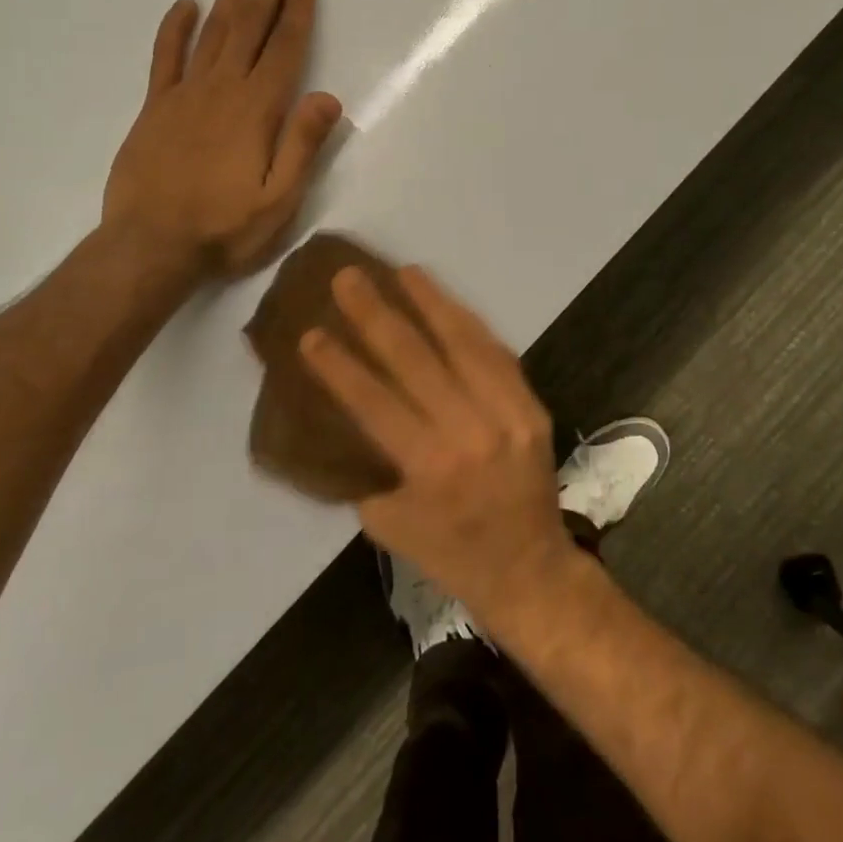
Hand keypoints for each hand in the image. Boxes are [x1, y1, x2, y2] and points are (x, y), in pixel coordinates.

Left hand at [104, 0, 342, 277]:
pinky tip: (185, 4)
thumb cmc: (223, 229)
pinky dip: (175, 28)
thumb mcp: (279, 201)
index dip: (296, 11)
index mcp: (257, 110)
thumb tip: (329, 97)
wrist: (149, 247)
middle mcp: (222, 90)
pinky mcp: (154, 108)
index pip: (283, 48)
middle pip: (249, 26)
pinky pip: (165, 58)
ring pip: (212, 31)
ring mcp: (184, 95)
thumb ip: (303, 146)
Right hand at [300, 265, 574, 621]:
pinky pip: (496, 354)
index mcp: (429, 468)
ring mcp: (507, 415)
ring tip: (403, 271)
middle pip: (416, 360)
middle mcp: (469, 432)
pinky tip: (447, 301)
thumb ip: (369, 467)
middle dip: (376, 315)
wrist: (531, 570)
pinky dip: (469, 324)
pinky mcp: (531, 407)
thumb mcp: (391, 524)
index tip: (311, 332)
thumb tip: (346, 415)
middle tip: (348, 278)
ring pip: (463, 344)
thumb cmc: (450, 553)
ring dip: (430, 303)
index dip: (340, 365)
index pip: (374, 402)